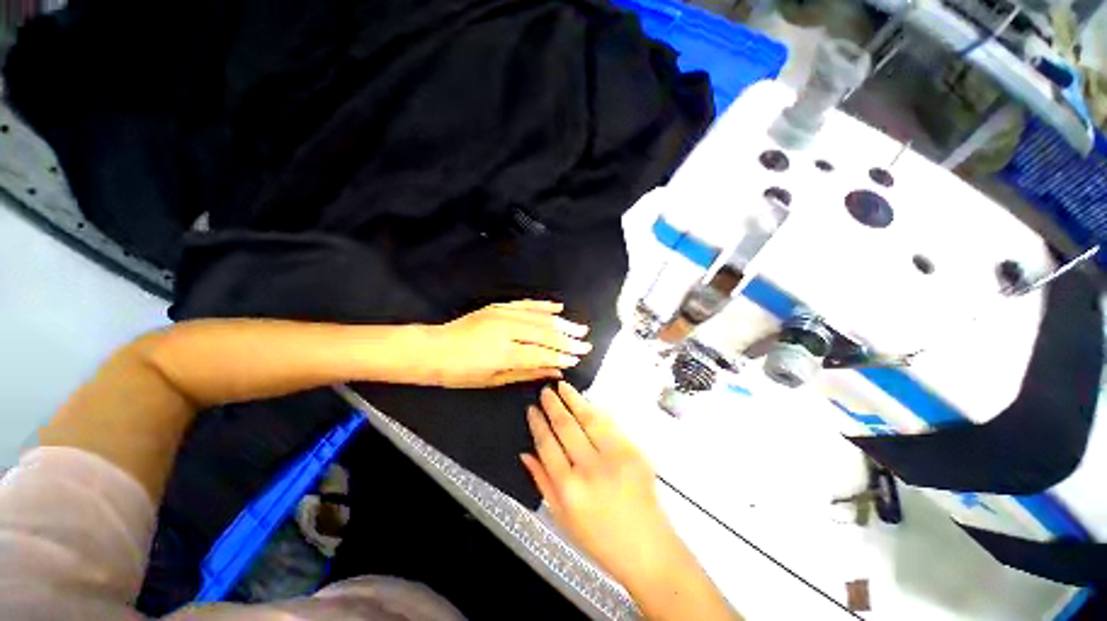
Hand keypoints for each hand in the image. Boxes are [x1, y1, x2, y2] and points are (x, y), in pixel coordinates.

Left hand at [424, 301, 591, 388]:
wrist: (434, 349)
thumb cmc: (461, 372)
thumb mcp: (494, 380)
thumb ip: (527, 373)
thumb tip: (554, 371)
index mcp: (503, 353)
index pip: (541, 354)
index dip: (561, 357)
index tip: (577, 359)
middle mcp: (506, 330)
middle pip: (544, 334)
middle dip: (568, 340)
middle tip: (585, 344)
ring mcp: (502, 314)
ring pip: (539, 317)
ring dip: (561, 323)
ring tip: (579, 328)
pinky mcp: (498, 306)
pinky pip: (526, 304)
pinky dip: (543, 305)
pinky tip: (558, 306)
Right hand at [521, 382, 687, 587]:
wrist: (647, 549)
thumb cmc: (600, 539)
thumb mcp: (562, 518)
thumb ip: (542, 482)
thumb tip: (525, 454)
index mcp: (569, 489)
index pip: (547, 445)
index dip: (538, 424)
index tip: (532, 410)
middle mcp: (590, 469)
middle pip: (566, 427)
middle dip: (553, 406)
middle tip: (545, 392)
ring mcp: (615, 457)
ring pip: (589, 419)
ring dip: (574, 399)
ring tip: (562, 387)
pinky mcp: (634, 451)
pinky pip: (610, 424)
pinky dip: (595, 410)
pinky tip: (586, 402)